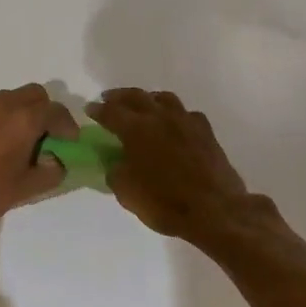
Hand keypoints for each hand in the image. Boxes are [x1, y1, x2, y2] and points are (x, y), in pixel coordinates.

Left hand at [0, 85, 77, 228]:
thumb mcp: (27, 188)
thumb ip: (51, 172)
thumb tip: (56, 162)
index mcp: (24, 118)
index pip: (56, 111)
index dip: (68, 125)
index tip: (70, 140)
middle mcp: (2, 104)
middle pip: (34, 94)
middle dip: (45, 111)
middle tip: (46, 135)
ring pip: (8, 98)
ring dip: (20, 112)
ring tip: (17, 139)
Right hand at [91, 88, 259, 242]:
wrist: (215, 210)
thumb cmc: (165, 203)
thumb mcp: (127, 193)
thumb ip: (116, 172)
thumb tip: (116, 162)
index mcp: (137, 129)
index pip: (111, 112)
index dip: (98, 110)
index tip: (89, 109)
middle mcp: (161, 117)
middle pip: (137, 96)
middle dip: (119, 96)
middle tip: (109, 99)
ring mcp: (186, 121)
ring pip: (164, 98)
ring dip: (148, 99)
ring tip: (142, 106)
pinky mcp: (206, 132)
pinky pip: (186, 113)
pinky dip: (174, 114)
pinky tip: (173, 123)